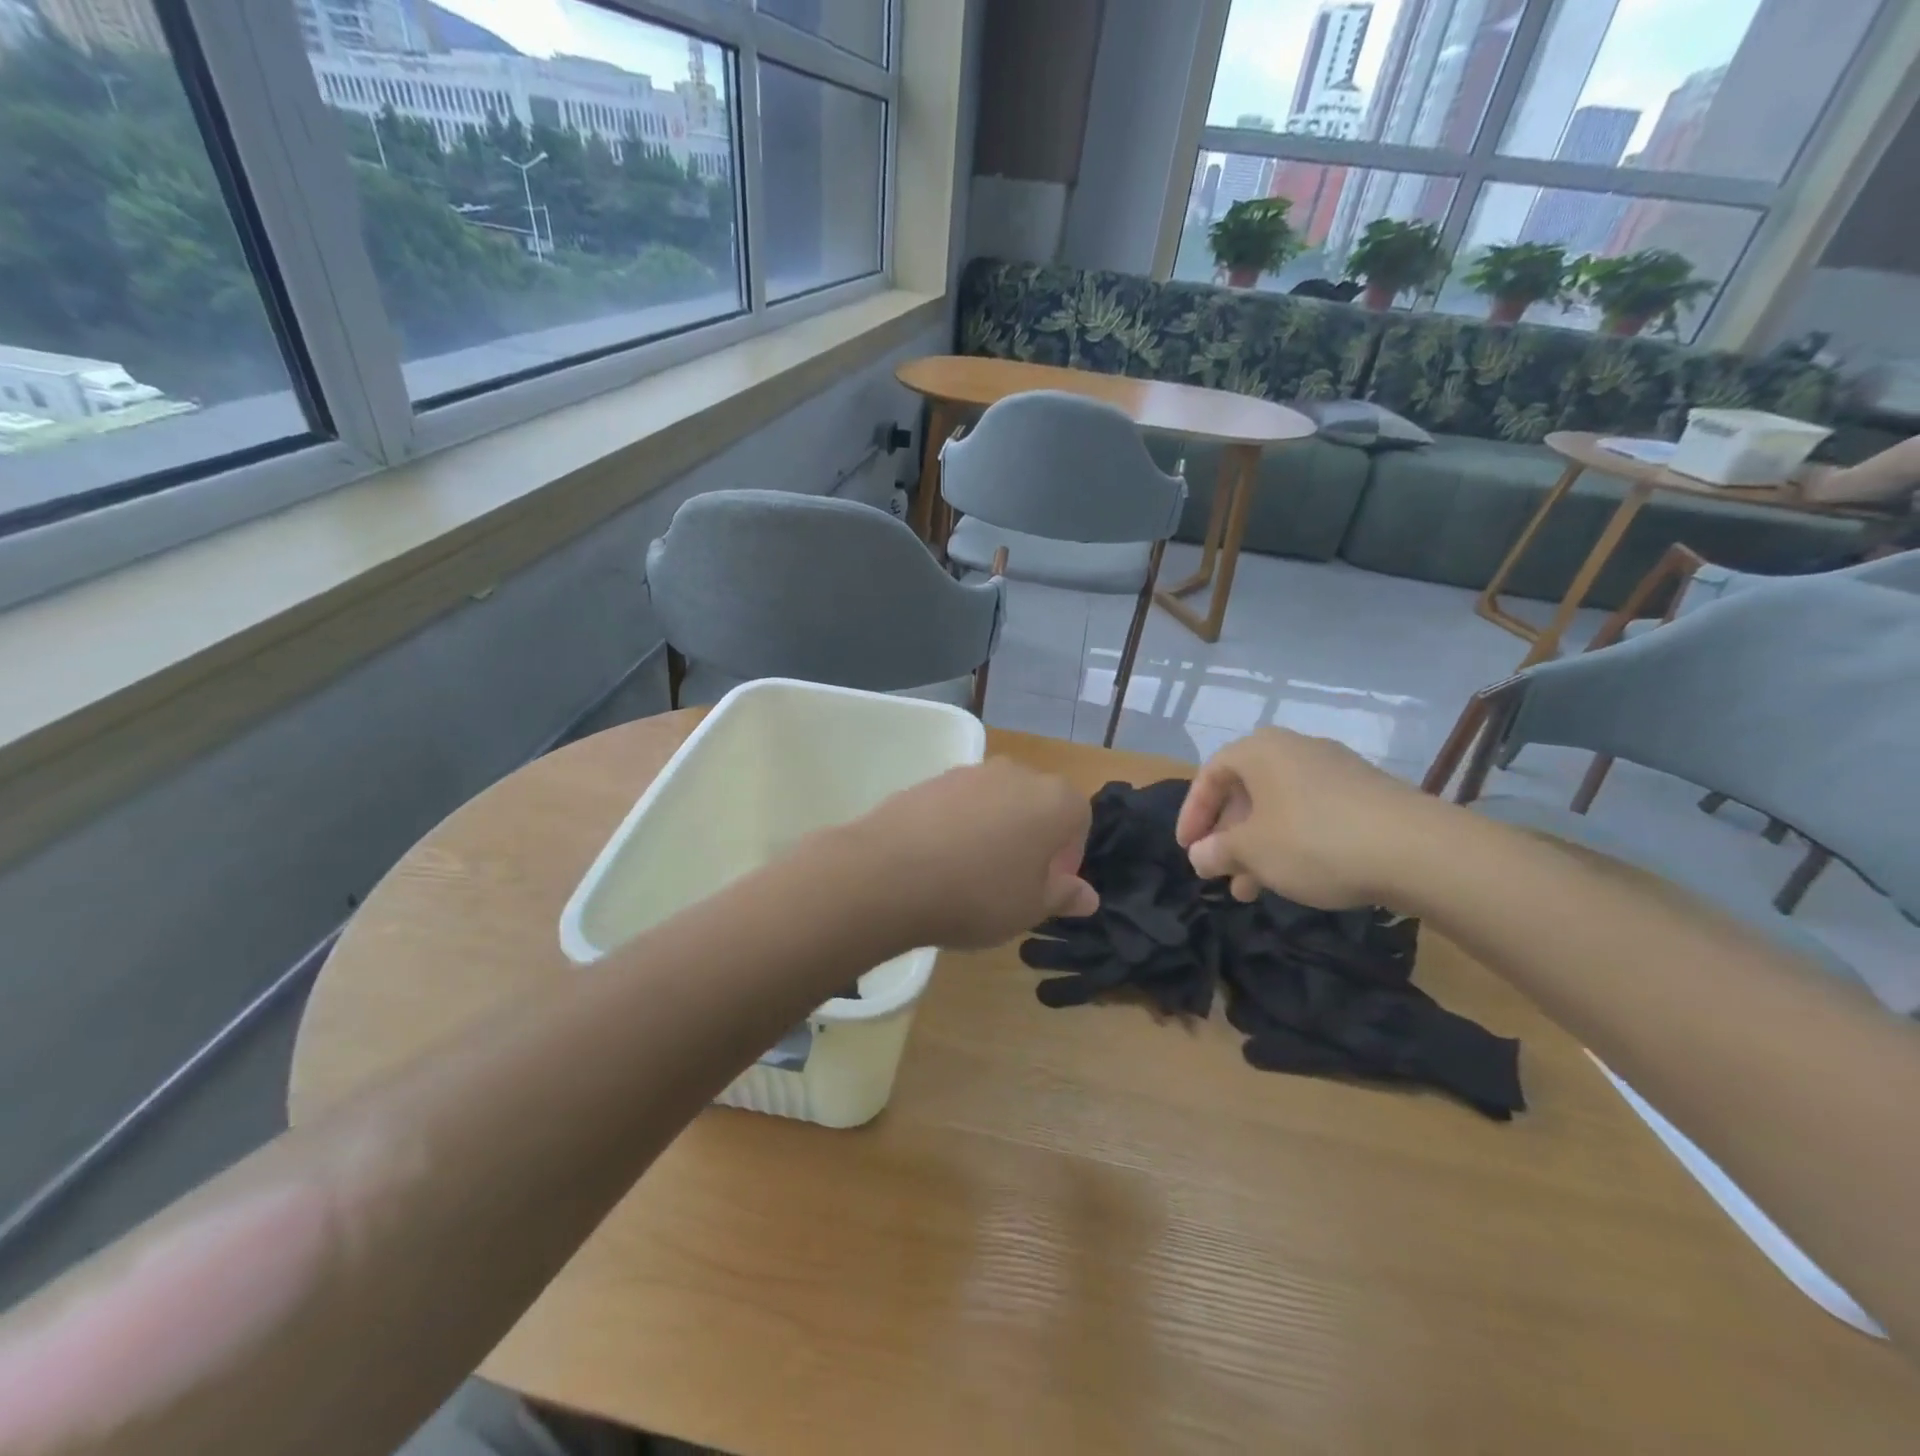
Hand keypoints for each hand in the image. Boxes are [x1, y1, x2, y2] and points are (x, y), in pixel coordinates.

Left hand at [851, 760, 1097, 949]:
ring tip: (971, 874)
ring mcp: (969, 772)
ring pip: (997, 802)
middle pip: (1037, 804)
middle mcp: (1016, 773)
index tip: (1047, 887)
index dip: (1069, 855)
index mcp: (1053, 799)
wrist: (889, 873)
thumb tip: (1087, 895)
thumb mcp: (1031, 908)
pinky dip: (958, 826)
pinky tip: (939, 860)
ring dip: (995, 831)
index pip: (1079, 818)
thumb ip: (1064, 895)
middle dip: (1033, 839)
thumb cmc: (978, 894)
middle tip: (1013, 882)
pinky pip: (959, 804)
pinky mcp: (930, 780)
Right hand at [1175, 728, 1440, 908]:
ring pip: (1279, 806)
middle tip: (1219, 871)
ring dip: (1258, 845)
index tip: (1187, 850)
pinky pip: (1311, 813)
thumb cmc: (1314, 840)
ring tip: (1251, 889)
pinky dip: (1292, 841)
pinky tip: (1295, 877)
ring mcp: (1334, 769)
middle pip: (1245, 791)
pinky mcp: (1365, 793)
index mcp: (1259, 750)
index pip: (1209, 775)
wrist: (1418, 850)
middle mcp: (1295, 749)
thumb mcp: (1252, 851)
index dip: (1192, 814)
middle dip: (1228, 835)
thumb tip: (1200, 855)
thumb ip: (1217, 851)